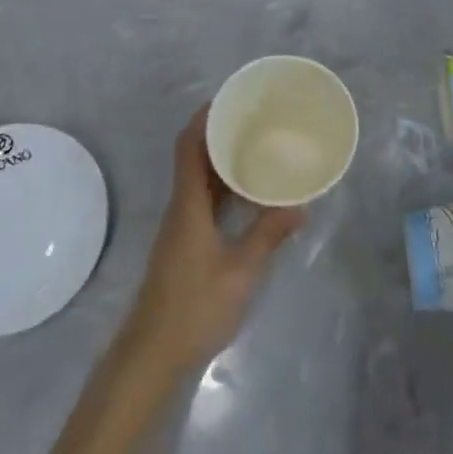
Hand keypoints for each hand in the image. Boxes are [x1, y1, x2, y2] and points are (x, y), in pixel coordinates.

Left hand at [121, 104, 304, 376]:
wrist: (152, 354)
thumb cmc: (194, 306)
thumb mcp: (240, 271)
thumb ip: (267, 235)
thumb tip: (299, 204)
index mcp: (188, 204)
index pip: (189, 147)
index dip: (204, 118)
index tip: (229, 99)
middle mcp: (181, 207)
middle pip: (193, 157)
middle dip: (219, 133)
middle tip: (254, 119)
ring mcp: (181, 227)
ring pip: (199, 180)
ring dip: (221, 160)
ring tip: (257, 146)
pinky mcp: (185, 244)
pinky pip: (204, 200)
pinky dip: (223, 187)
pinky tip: (248, 193)